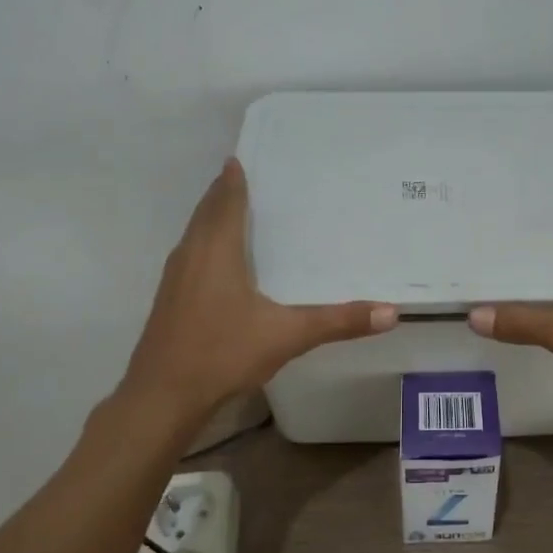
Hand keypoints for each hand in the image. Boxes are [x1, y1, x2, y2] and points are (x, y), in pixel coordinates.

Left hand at [120, 158, 398, 419]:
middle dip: (224, 192)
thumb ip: (338, 322)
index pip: (226, 200)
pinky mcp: (169, 300)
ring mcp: (175, 278)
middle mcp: (191, 254)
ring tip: (238, 211)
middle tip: (249, 176)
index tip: (243, 155)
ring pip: (195, 233)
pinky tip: (221, 262)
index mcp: (216, 250)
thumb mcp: (287, 336)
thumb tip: (391, 312)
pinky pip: (190, 254)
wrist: (161, 397)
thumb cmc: (222, 353)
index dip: (234, 177)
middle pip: (207, 211)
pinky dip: (206, 242)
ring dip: (212, 217)